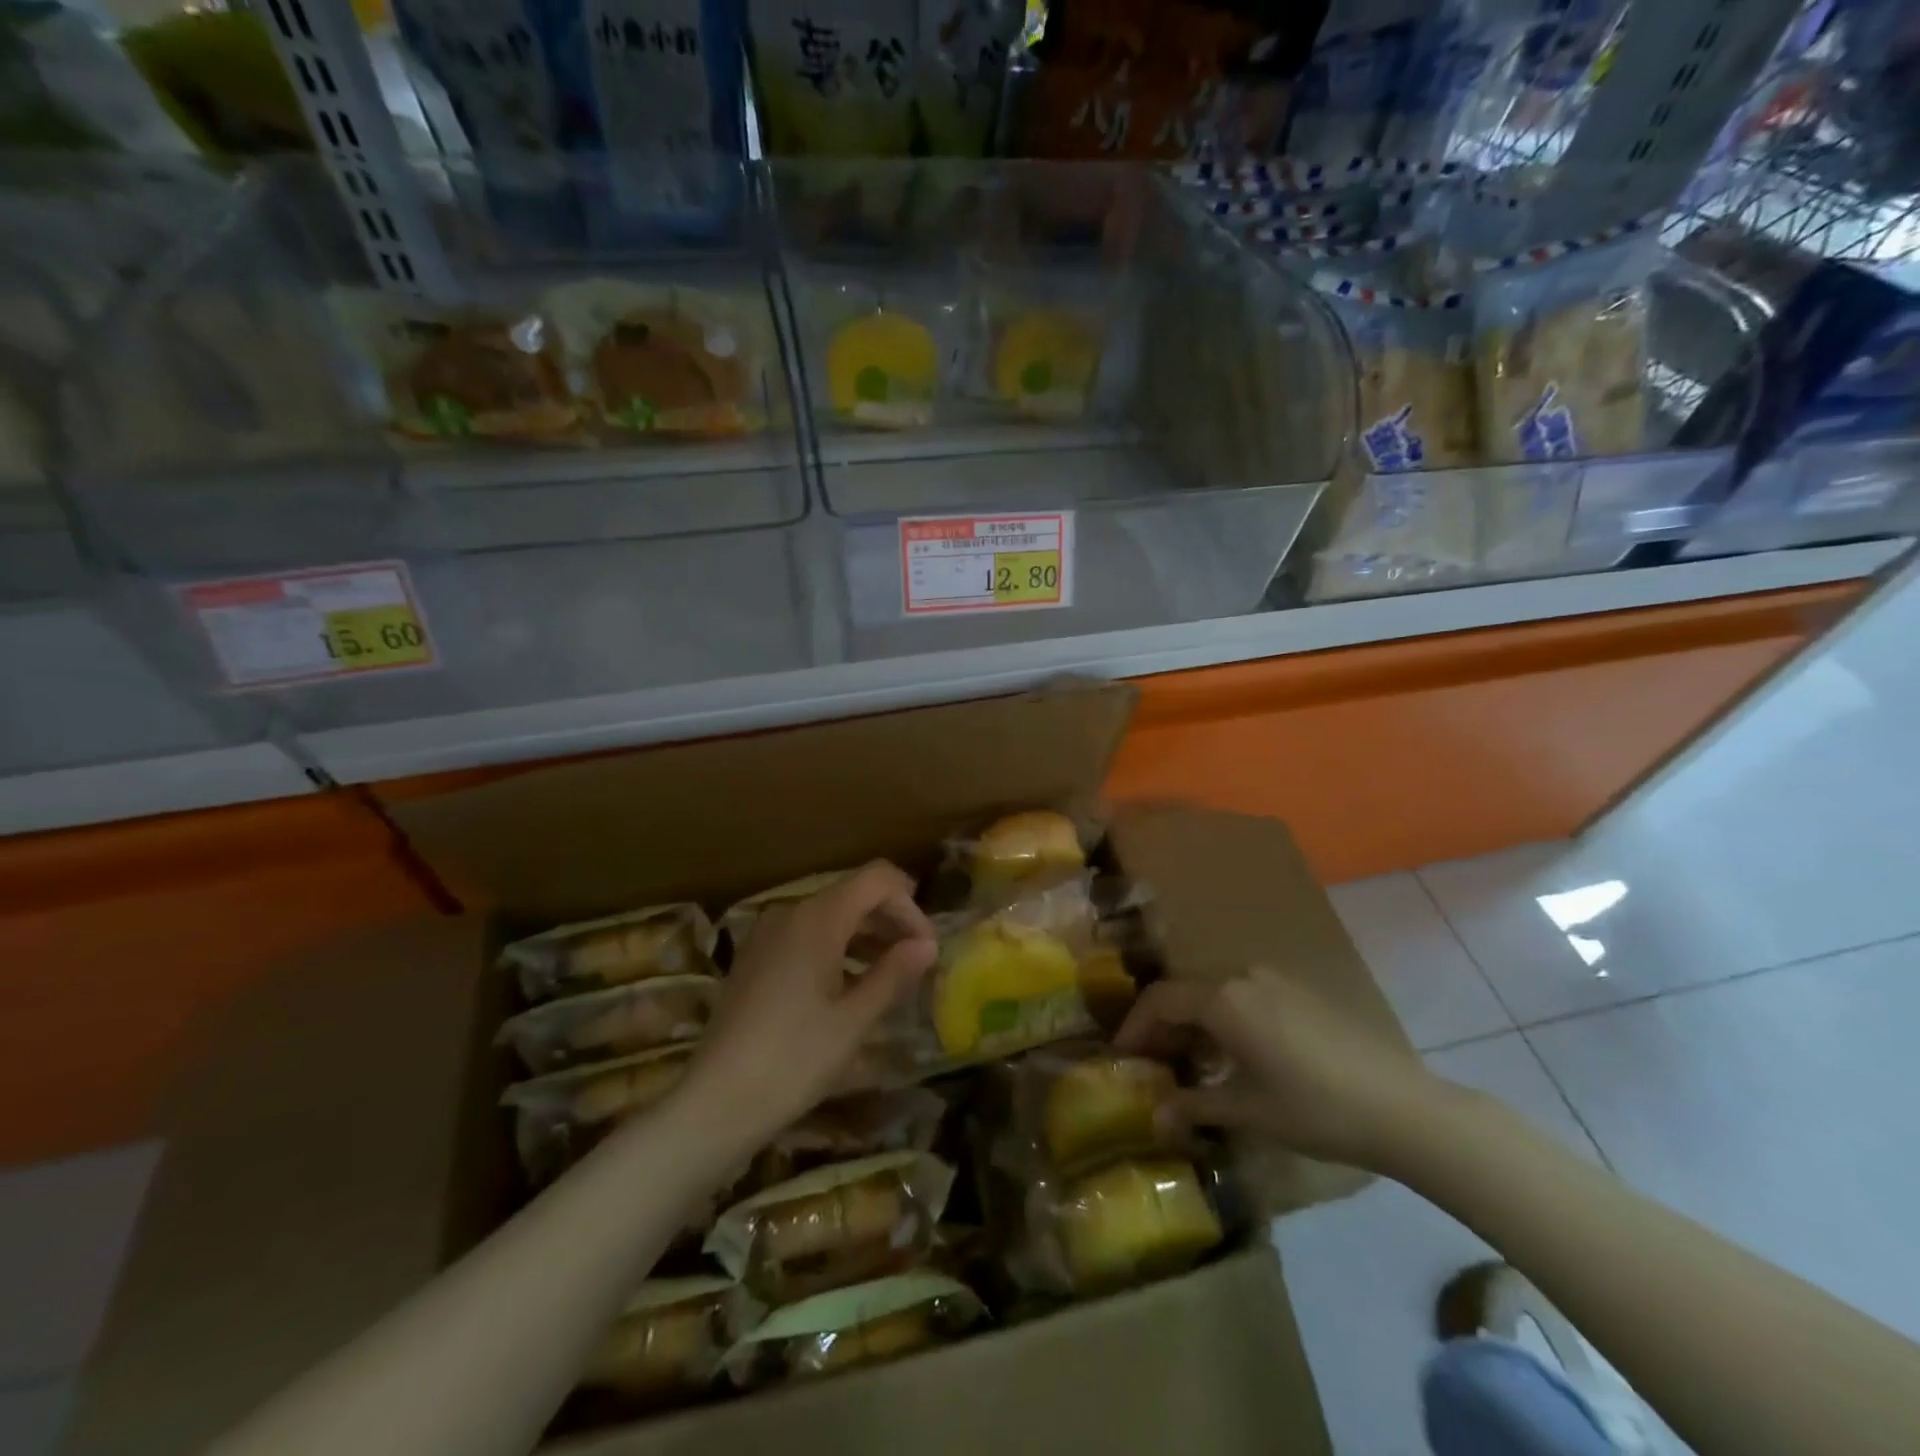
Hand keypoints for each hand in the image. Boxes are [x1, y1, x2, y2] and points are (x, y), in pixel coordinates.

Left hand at [679, 862, 937, 1150]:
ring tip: (890, 978)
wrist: (715, 1103)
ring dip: (866, 937)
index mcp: (817, 918)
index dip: (909, 906)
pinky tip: (850, 988)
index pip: (877, 879)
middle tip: (916, 964)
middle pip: (853, 894)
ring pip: (830, 916)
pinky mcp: (756, 958)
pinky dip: (837, 949)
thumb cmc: (794, 1059)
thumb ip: (894, 974)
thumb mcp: (853, 1020)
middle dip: (891, 921)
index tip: (926, 948)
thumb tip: (928, 945)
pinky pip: (807, 936)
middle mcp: (790, 912)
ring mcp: (768, 934)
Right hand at [1115, 966, 1435, 1168]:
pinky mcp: (1301, 992)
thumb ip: (1196, 1106)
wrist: (1403, 1107)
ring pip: (1216, 992)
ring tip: (1192, 1062)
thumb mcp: (1249, 1112)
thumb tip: (1156, 1115)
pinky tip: (1236, 1055)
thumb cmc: (1315, 1108)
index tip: (1122, 1056)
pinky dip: (1226, 1018)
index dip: (1135, 1026)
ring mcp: (1276, 980)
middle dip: (1163, 1024)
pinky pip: (1246, 995)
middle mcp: (1243, 977)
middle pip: (1186, 991)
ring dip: (1196, 1021)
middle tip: (1153, 1062)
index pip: (1160, 1000)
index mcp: (1224, 999)